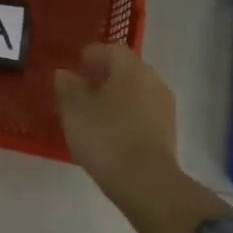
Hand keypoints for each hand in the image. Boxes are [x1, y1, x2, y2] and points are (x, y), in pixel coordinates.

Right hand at [54, 44, 227, 232]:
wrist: (146, 182)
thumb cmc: (106, 137)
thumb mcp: (75, 111)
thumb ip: (68, 87)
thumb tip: (65, 73)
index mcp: (130, 67)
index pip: (111, 50)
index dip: (92, 55)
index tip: (76, 65)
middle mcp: (152, 80)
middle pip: (126, 70)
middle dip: (105, 76)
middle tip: (83, 88)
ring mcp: (164, 106)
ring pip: (136, 92)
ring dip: (117, 96)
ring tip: (94, 113)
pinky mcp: (168, 132)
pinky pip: (143, 113)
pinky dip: (127, 115)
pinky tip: (111, 131)